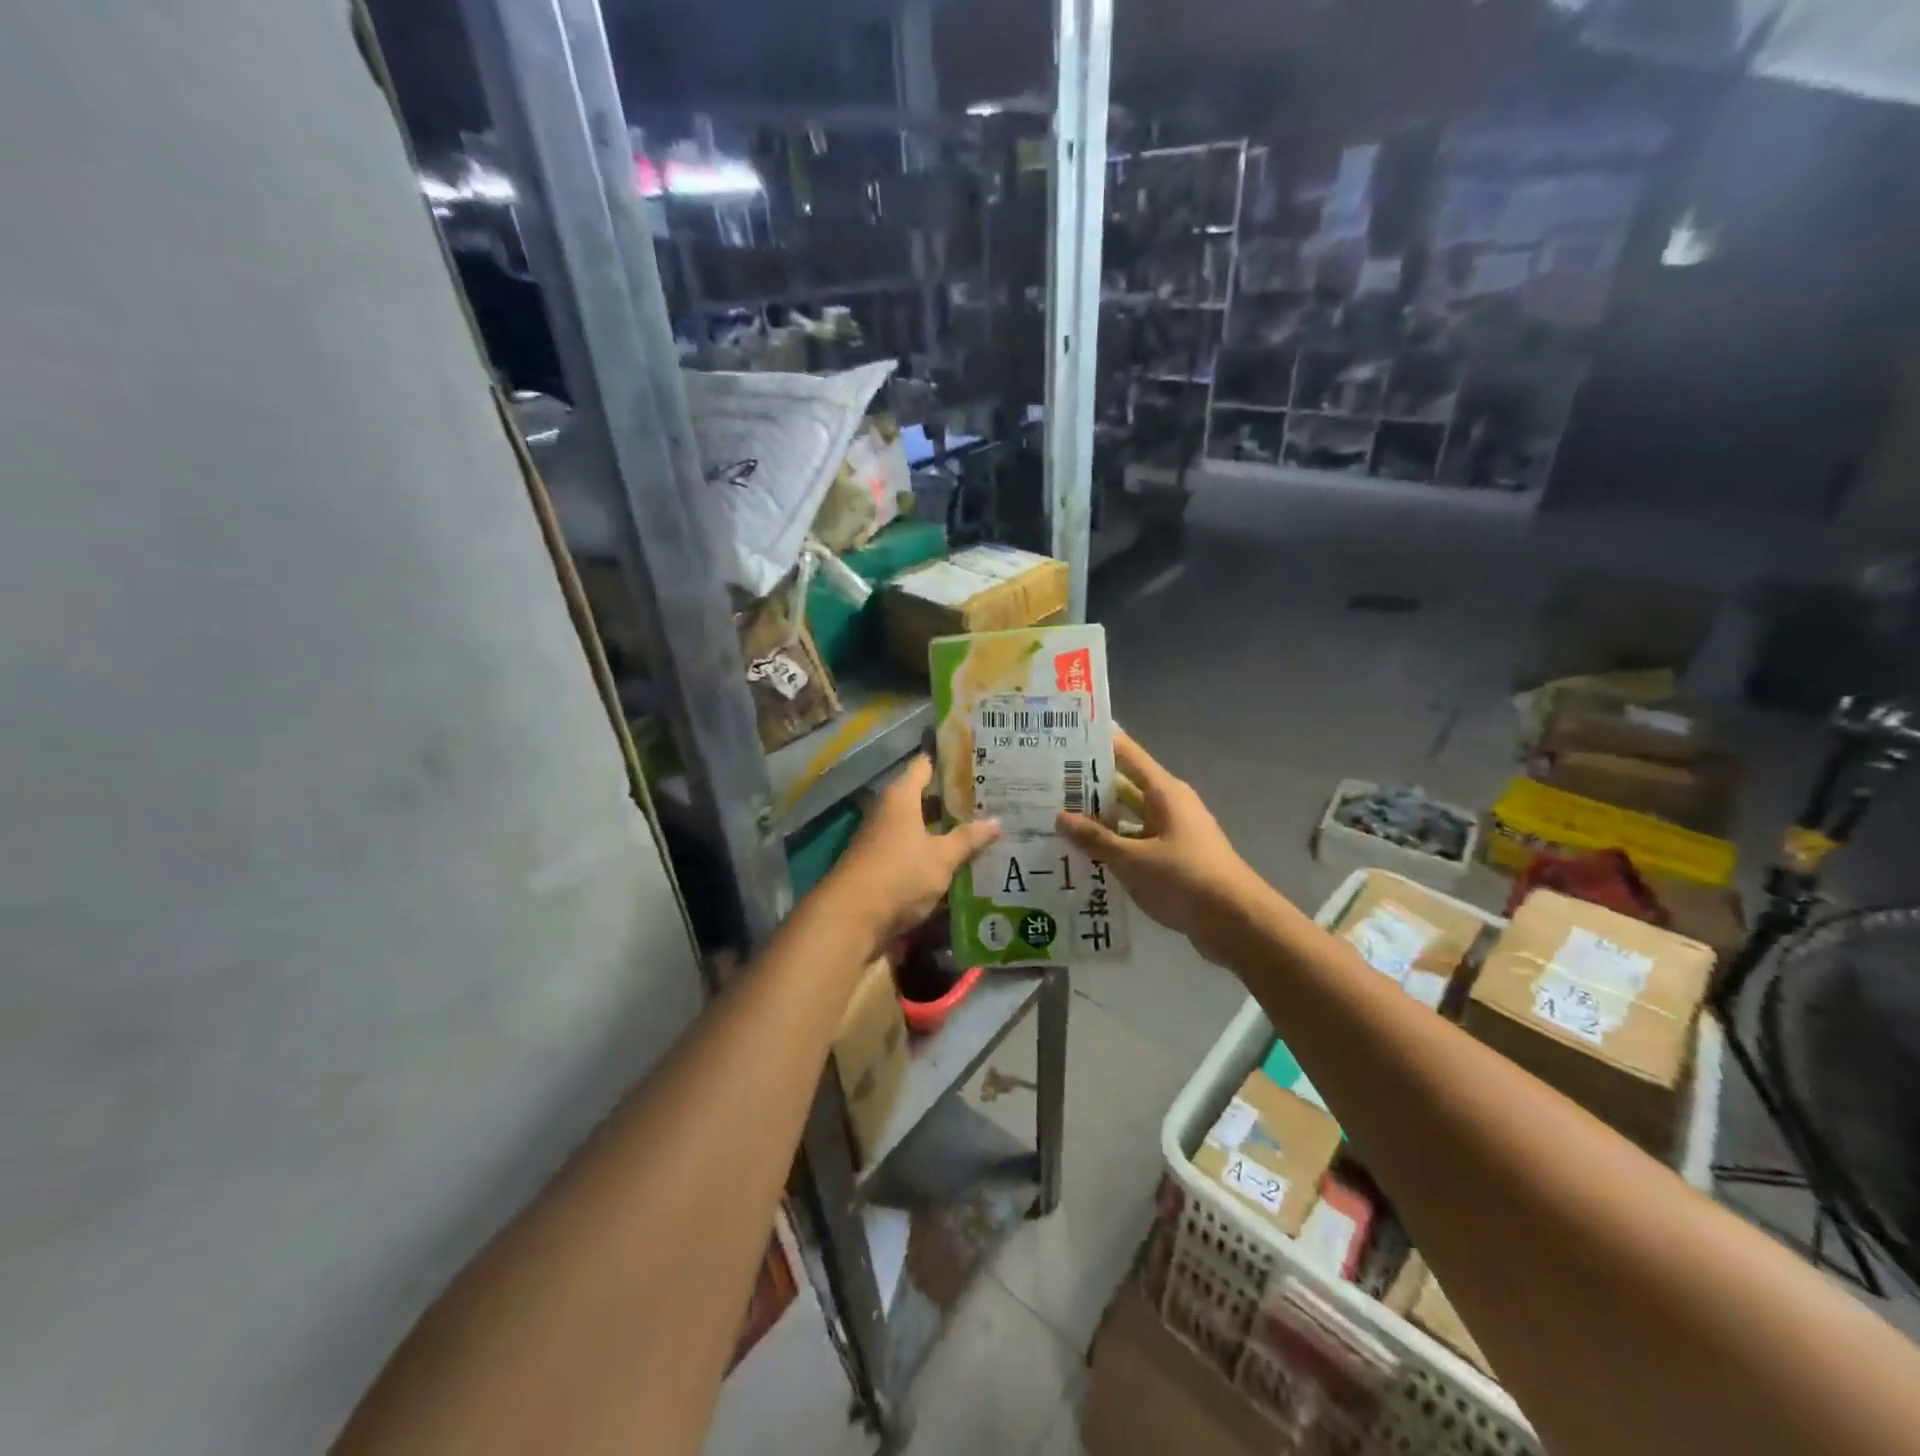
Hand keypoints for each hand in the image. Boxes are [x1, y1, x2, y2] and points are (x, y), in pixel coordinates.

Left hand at [828, 754, 1001, 949]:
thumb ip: (968, 839)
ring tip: (982, 830)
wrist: (852, 920)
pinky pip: (913, 852)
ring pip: (920, 828)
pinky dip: (933, 854)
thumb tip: (997, 822)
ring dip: (944, 831)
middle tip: (990, 800)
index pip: (924, 766)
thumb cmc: (900, 874)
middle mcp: (888, 812)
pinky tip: (959, 862)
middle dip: (953, 801)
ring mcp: (881, 841)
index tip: (976, 760)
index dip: (948, 762)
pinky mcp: (881, 867)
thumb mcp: (942, 857)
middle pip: (923, 798)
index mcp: (901, 797)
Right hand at [1057, 730, 1268, 964]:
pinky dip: (1114, 846)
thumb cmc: (1184, 878)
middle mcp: (1170, 806)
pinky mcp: (1174, 859)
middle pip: (1124, 787)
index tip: (1067, 736)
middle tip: (1048, 784)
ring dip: (1099, 821)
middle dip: (1089, 786)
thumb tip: (1061, 818)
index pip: (1127, 754)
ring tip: (1057, 820)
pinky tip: (1084, 855)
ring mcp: (1173, 833)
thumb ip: (1096, 839)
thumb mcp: (1133, 859)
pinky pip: (1137, 843)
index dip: (1099, 743)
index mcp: (1164, 792)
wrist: (1236, 922)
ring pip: (1129, 818)